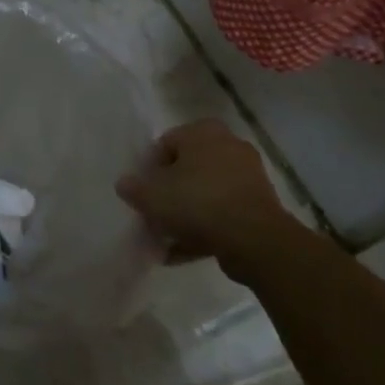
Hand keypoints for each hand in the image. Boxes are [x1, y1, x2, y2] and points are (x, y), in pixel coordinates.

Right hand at [115, 119, 292, 283]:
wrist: (254, 239)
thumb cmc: (197, 203)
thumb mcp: (152, 196)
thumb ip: (133, 188)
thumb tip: (124, 184)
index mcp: (203, 131)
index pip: (165, 144)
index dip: (149, 170)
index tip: (143, 194)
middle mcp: (228, 145)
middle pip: (187, 169)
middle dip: (169, 193)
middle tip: (153, 214)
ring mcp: (247, 176)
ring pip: (205, 193)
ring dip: (186, 214)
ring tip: (165, 239)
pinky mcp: (259, 205)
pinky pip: (223, 213)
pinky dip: (205, 229)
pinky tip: (182, 252)